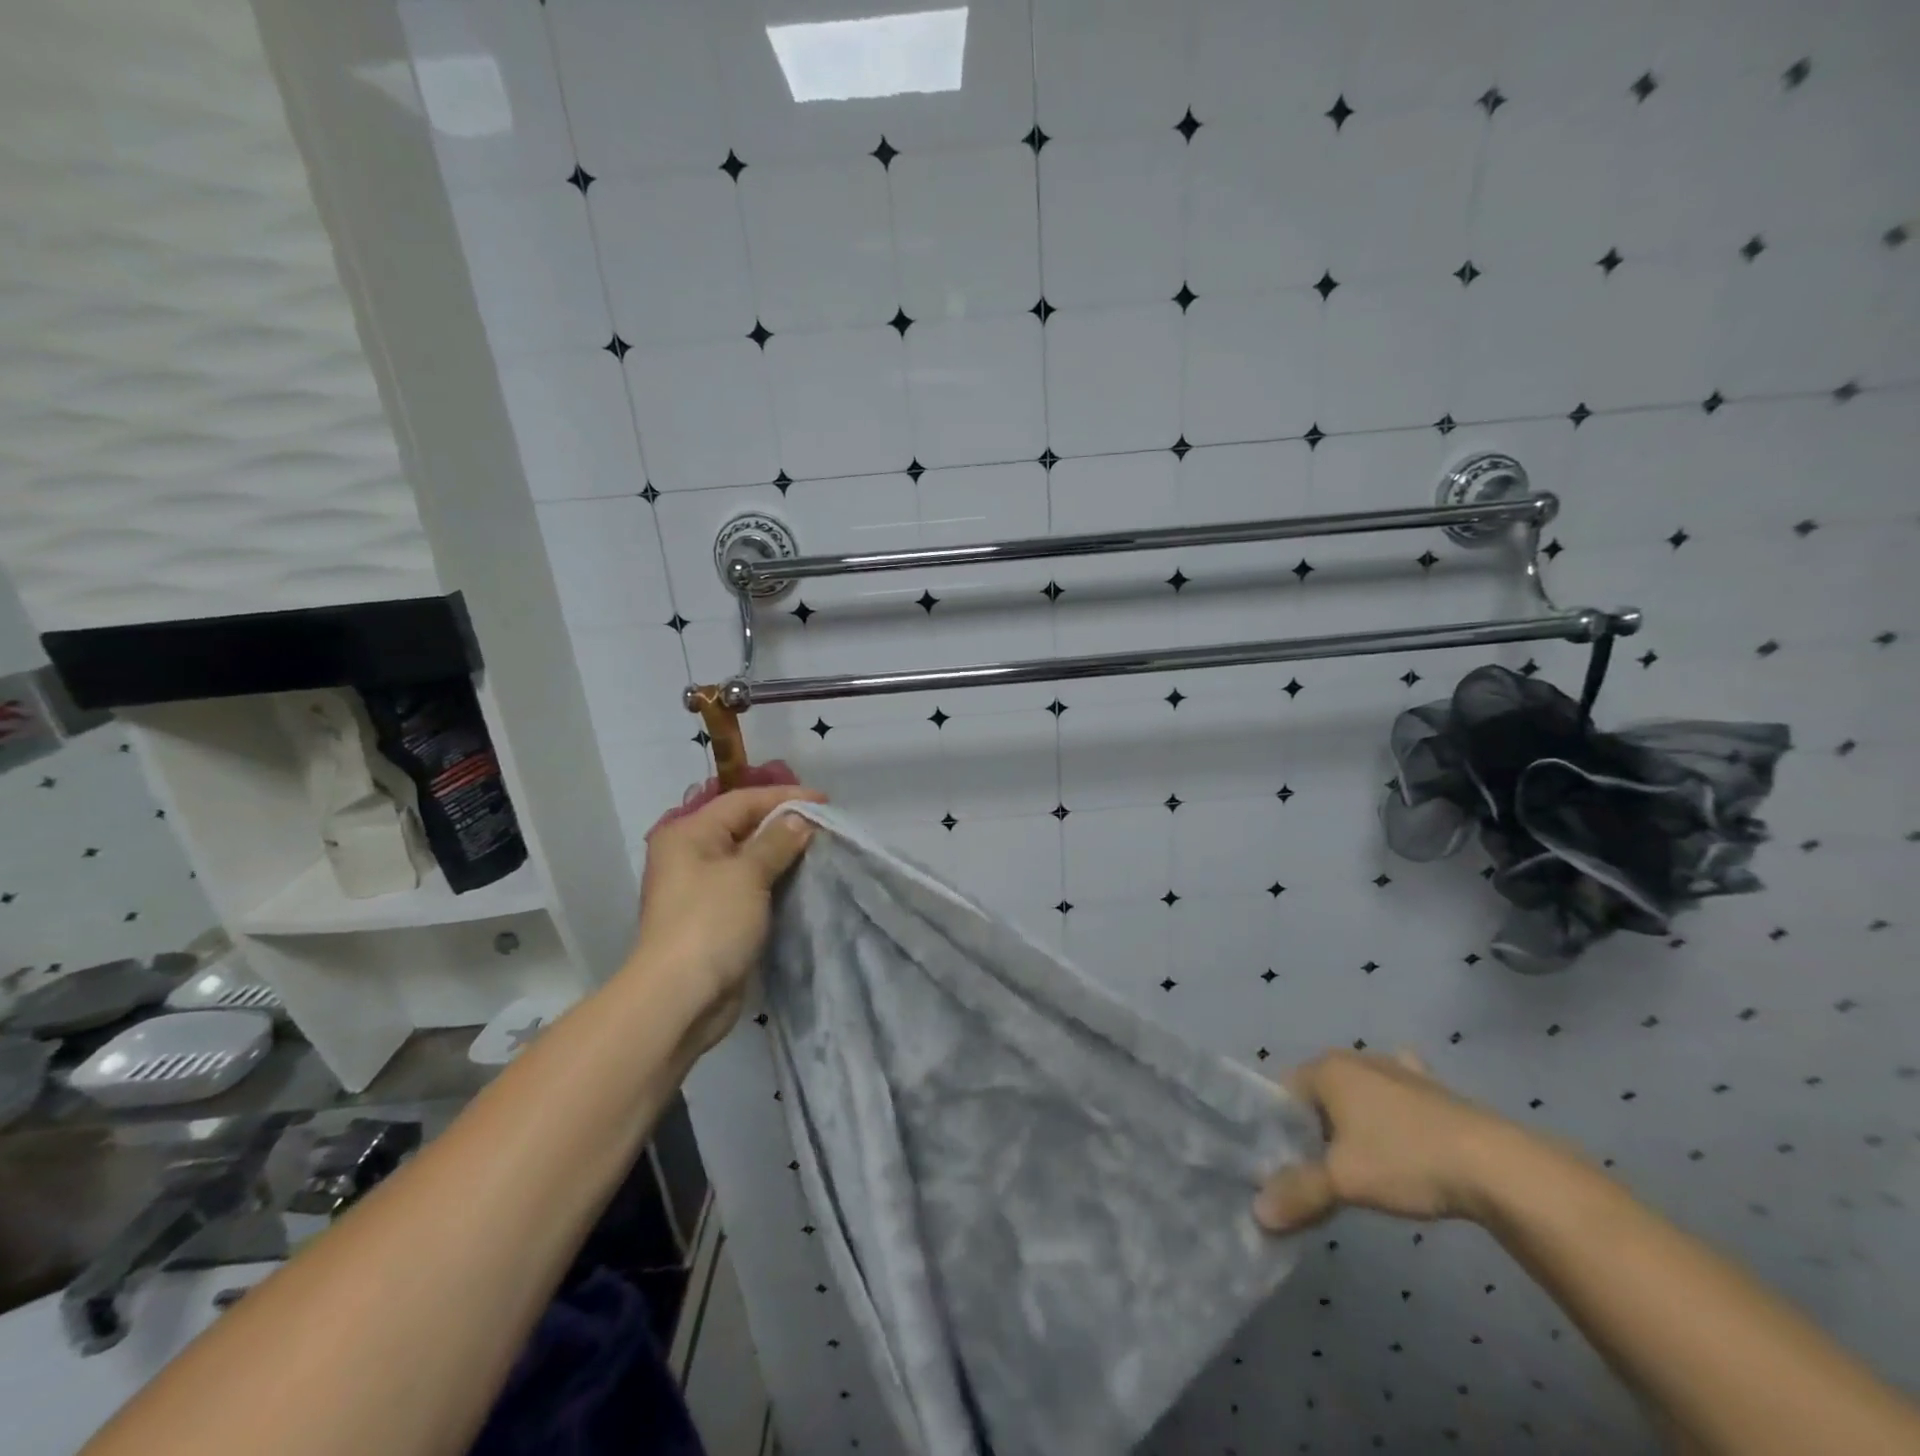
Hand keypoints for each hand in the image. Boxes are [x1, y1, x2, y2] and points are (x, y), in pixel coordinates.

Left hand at [628, 784, 823, 1053]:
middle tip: (826, 824)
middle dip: (785, 823)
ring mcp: (703, 887)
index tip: (826, 801)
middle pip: (745, 826)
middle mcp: (692, 854)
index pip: (743, 801)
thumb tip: (800, 818)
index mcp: (689, 833)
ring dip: (783, 853)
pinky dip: (776, 879)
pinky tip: (804, 879)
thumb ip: (776, 841)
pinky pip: (751, 886)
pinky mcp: (716, 916)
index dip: (785, 797)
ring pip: (750, 858)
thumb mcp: (747, 874)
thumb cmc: (710, 923)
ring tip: (821, 849)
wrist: (680, 998)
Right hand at [1253, 1049, 1523, 1233]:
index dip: (1279, 1130)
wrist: (1497, 1166)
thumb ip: (1298, 1193)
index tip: (1285, 1166)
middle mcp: (1356, 1059)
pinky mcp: (1432, 1088)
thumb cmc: (1405, 1160)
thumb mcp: (1343, 1181)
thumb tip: (1258, 1213)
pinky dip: (1390, 1108)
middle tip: (1319, 1173)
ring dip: (1351, 1123)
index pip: (1282, 1092)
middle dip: (1314, 1129)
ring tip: (1358, 1164)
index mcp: (1327, 1068)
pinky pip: (1396, 1093)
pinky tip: (1398, 1126)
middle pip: (1318, 1094)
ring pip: (1356, 1094)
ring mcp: (1396, 1069)